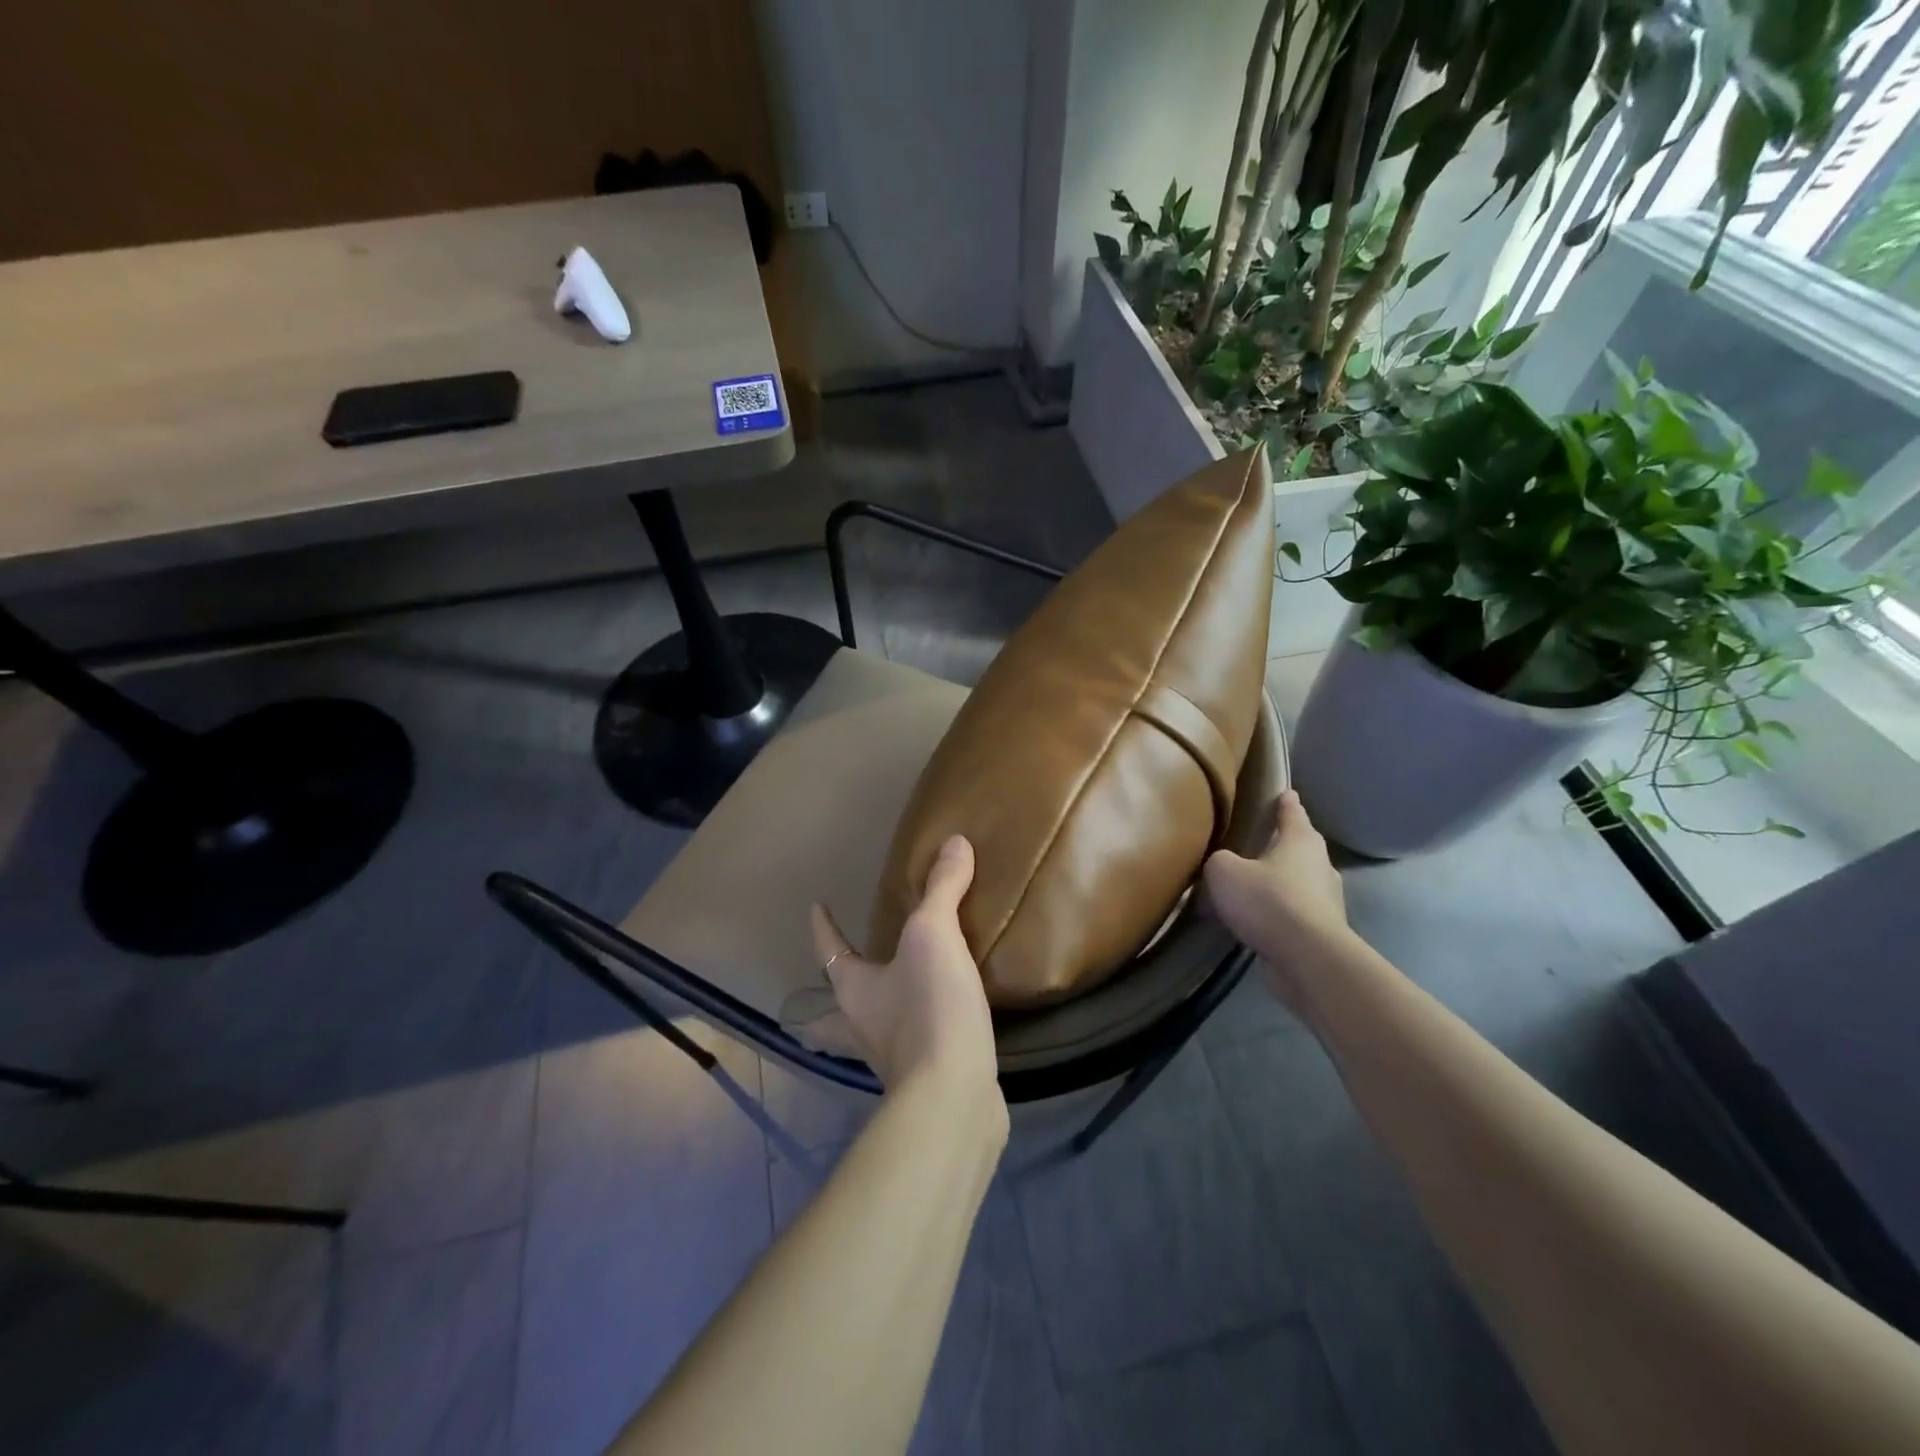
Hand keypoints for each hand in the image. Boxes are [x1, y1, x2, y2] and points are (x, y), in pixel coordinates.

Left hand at [809, 836, 1001, 1102]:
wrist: (954, 1097)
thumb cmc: (930, 1009)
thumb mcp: (935, 936)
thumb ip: (942, 889)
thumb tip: (954, 842)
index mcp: (853, 991)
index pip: (829, 951)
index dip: (822, 927)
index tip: (815, 906)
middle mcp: (862, 1028)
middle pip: (830, 1016)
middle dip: (824, 1008)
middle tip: (821, 997)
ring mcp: (891, 1060)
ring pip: (867, 1038)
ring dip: (867, 1025)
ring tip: (881, 1010)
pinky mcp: (924, 1080)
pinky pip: (912, 1052)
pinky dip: (915, 1039)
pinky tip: (937, 1030)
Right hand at [1204, 789, 1349, 1010]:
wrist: (1307, 959)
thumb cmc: (1268, 901)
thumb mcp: (1225, 871)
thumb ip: (1219, 862)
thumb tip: (1222, 867)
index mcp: (1301, 842)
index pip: (1293, 813)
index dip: (1286, 802)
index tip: (1286, 793)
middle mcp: (1320, 867)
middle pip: (1302, 848)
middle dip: (1284, 845)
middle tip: (1259, 843)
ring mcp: (1326, 902)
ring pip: (1299, 883)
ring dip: (1280, 884)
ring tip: (1251, 888)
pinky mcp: (1322, 933)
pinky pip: (1294, 915)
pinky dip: (1278, 915)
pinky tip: (1255, 922)